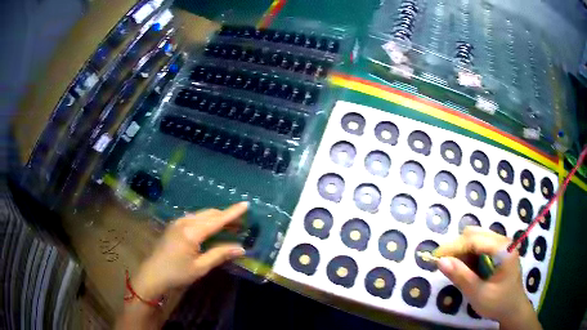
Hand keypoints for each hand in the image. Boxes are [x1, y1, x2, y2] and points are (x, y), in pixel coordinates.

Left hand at [132, 202, 247, 299]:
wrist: (153, 274)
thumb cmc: (177, 273)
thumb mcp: (200, 267)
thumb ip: (220, 255)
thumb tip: (241, 248)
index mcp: (192, 232)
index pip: (217, 220)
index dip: (232, 213)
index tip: (246, 204)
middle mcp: (185, 222)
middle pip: (209, 214)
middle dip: (225, 216)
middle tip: (240, 224)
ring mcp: (178, 222)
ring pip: (201, 215)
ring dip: (216, 218)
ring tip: (228, 227)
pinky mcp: (174, 225)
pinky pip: (194, 218)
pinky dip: (206, 221)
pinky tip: (210, 229)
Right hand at [434, 227, 539, 328]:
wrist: (513, 309)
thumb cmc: (498, 303)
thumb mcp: (479, 294)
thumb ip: (461, 277)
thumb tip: (440, 261)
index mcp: (503, 249)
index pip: (474, 239)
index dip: (454, 247)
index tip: (435, 258)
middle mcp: (503, 241)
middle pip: (475, 234)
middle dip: (457, 248)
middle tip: (444, 265)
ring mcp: (501, 245)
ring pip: (476, 239)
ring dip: (462, 252)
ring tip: (454, 269)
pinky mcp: (498, 251)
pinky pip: (479, 247)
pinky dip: (468, 256)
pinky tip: (466, 269)